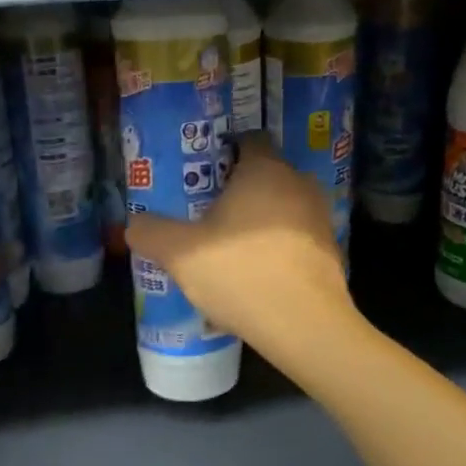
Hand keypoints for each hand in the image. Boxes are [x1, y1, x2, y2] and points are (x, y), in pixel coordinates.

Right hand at [126, 134, 352, 349]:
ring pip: (282, 207)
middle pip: (265, 174)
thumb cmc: (241, 272)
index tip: (200, 171)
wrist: (304, 325)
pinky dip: (277, 247)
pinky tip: (255, 273)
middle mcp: (298, 183)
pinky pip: (295, 237)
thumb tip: (135, 225)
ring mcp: (319, 217)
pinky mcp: (330, 250)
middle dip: (238, 188)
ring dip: (259, 220)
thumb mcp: (180, 253)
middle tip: (206, 210)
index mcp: (265, 170)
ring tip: (229, 245)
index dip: (224, 150)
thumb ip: (151, 232)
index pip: (249, 139)